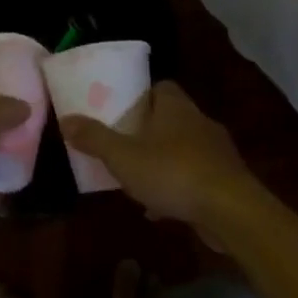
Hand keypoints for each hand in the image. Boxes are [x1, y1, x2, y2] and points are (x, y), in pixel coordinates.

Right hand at [59, 82, 253, 226]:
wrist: (230, 210)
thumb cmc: (173, 172)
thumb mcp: (123, 156)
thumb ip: (94, 138)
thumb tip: (67, 119)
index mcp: (175, 107)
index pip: (160, 87)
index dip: (140, 95)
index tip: (120, 109)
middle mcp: (199, 122)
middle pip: (170, 118)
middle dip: (147, 130)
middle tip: (122, 144)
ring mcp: (216, 152)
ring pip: (182, 149)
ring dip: (161, 161)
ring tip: (136, 178)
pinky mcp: (225, 180)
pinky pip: (193, 178)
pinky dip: (176, 189)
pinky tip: (158, 209)